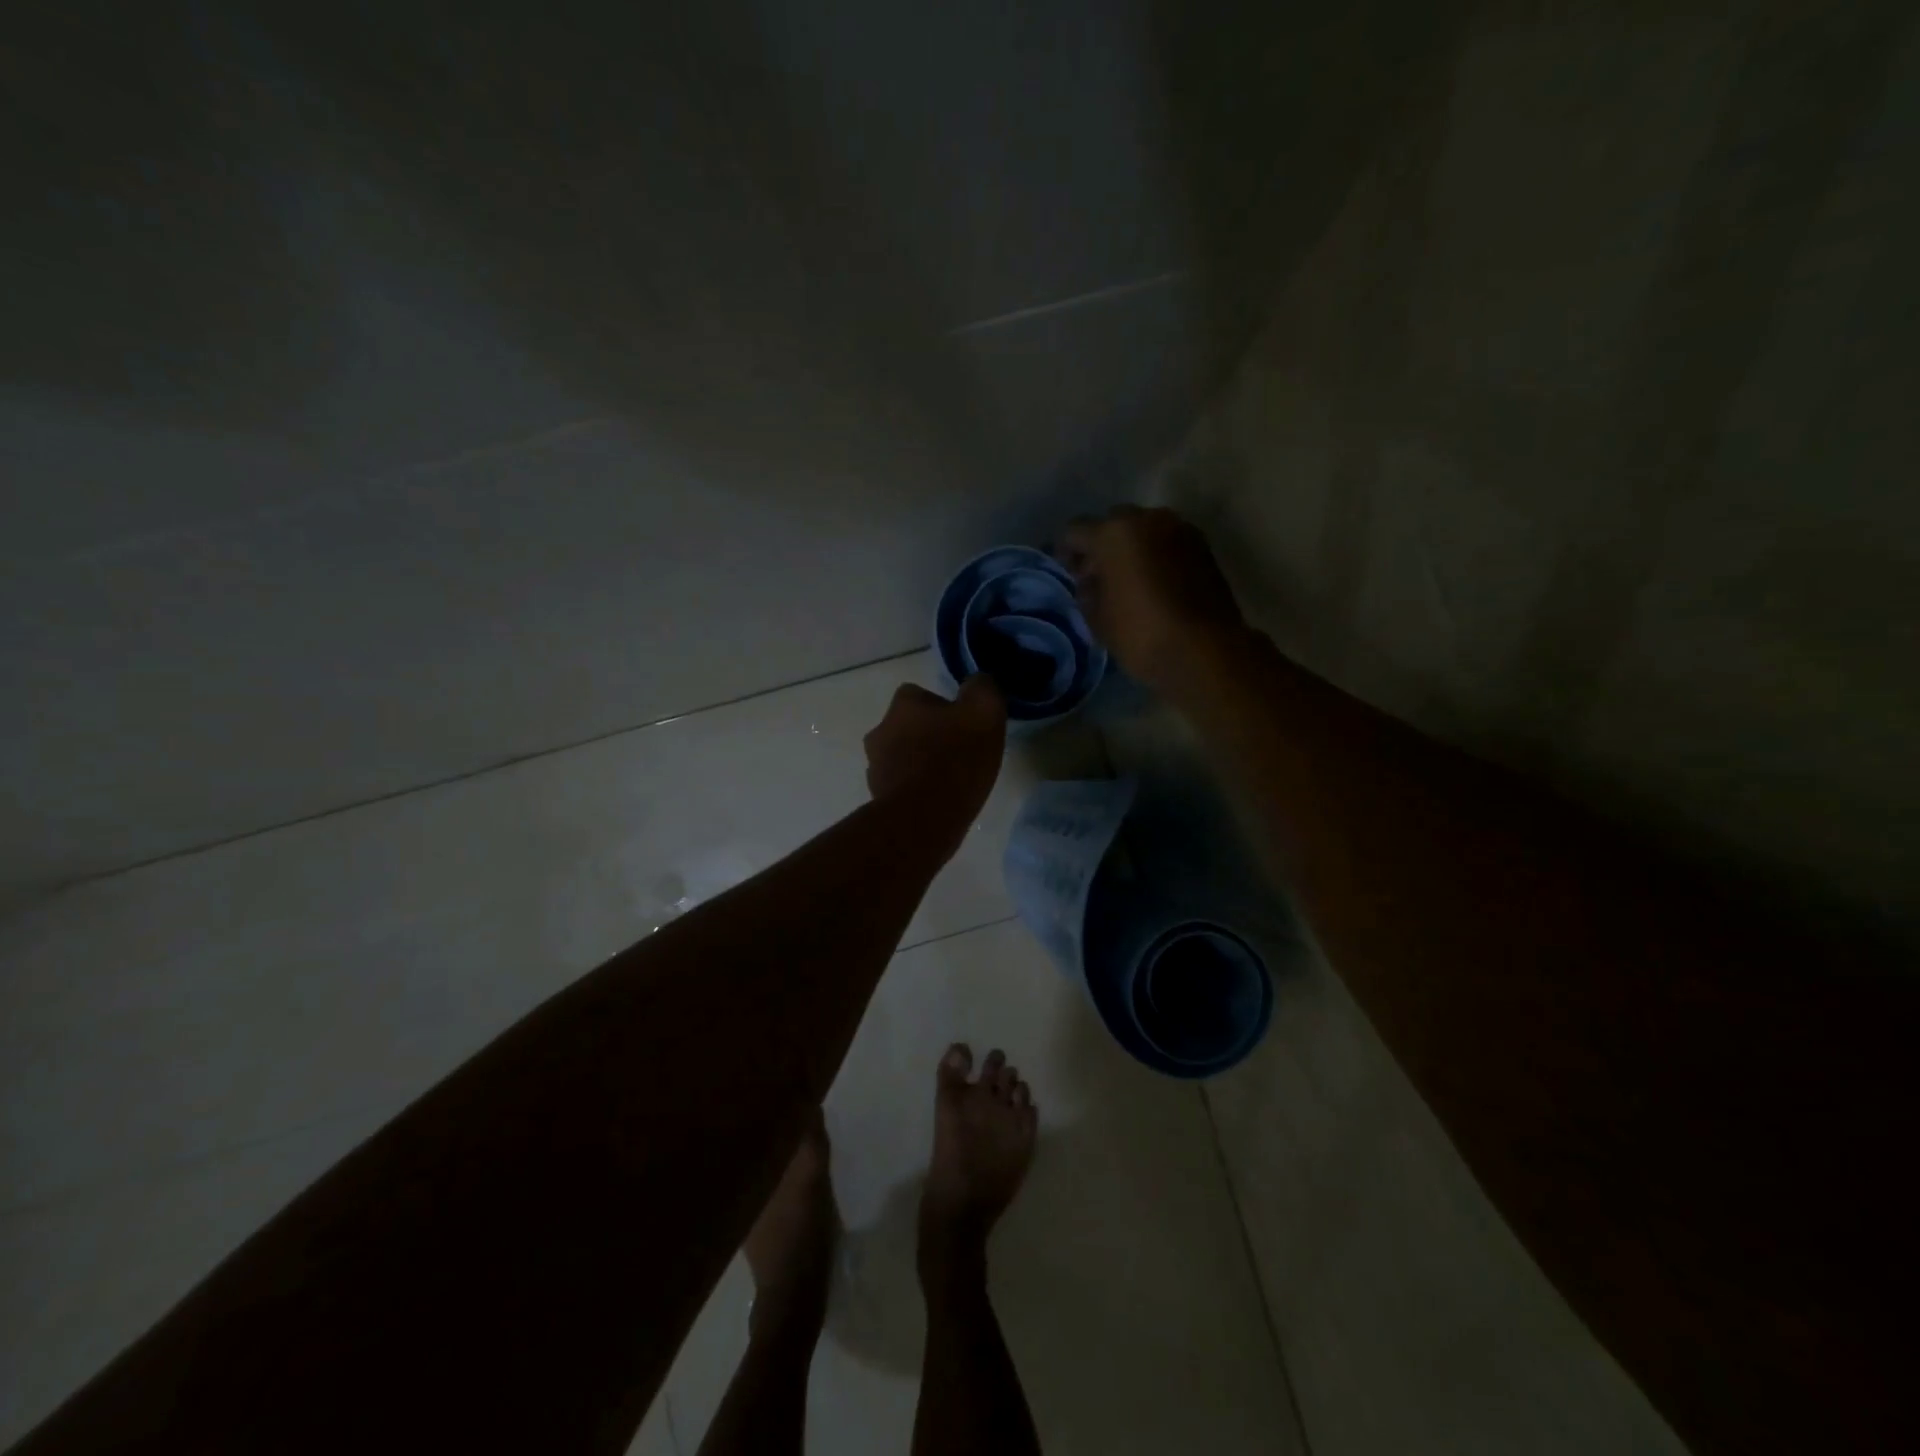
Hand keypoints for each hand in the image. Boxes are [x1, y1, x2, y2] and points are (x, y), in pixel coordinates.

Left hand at [863, 677, 1006, 843]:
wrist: (924, 819)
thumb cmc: (955, 760)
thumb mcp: (984, 712)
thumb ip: (982, 688)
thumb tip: (976, 683)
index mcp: (902, 704)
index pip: (921, 695)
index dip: (944, 708)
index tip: (964, 727)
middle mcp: (880, 729)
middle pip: (909, 726)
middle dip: (929, 736)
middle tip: (959, 754)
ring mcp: (875, 765)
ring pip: (902, 756)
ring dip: (921, 763)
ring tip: (949, 782)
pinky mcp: (877, 797)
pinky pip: (900, 785)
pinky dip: (915, 789)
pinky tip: (937, 802)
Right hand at [1058, 507, 1244, 693]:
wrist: (1204, 650)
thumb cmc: (1140, 634)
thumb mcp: (1097, 618)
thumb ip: (1087, 591)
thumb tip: (1091, 580)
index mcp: (1113, 533)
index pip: (1076, 531)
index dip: (1066, 551)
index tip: (1068, 572)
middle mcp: (1147, 519)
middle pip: (1114, 523)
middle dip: (1103, 545)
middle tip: (1099, 576)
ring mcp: (1179, 529)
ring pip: (1145, 530)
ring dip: (1133, 548)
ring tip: (1129, 580)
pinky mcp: (1203, 546)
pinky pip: (1168, 542)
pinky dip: (1157, 555)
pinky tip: (1154, 584)